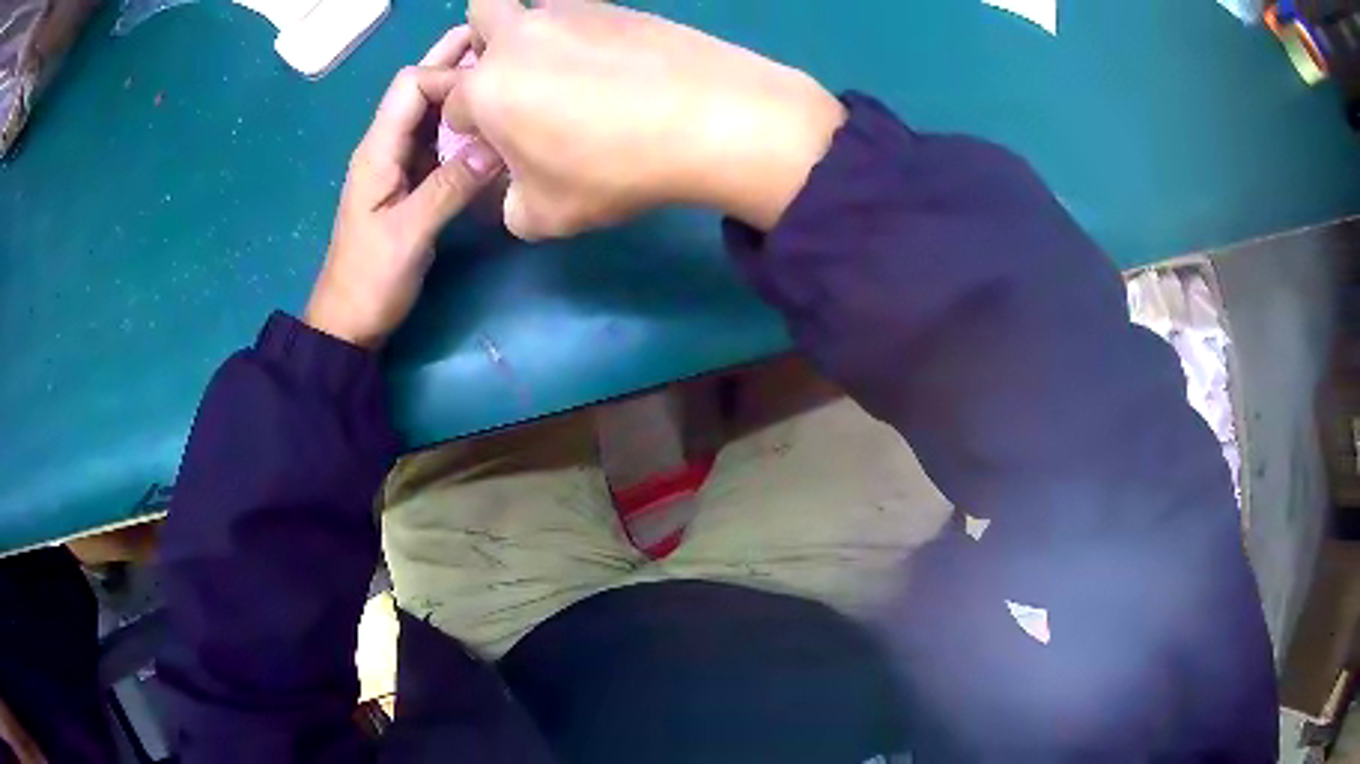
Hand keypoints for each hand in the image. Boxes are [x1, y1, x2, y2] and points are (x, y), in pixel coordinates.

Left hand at [305, 26, 503, 348]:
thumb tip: (499, 145)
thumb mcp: (409, 234)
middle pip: (418, 88)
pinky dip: (463, 126)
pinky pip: (438, 141)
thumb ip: (451, 186)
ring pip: (430, 112)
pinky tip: (491, 125)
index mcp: (377, 150)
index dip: (448, 74)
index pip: (411, 86)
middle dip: (453, 61)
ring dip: (462, 91)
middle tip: (499, 42)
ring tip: (505, 75)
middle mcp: (386, 146)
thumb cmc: (370, 280)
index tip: (490, 85)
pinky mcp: (410, 182)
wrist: (349, 322)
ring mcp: (398, 164)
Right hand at [443, 0, 845, 238]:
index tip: (503, 147)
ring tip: (573, 70)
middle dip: (483, 46)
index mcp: (486, 87)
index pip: (454, 104)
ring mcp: (570, 12)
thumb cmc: (612, 170)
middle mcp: (518, 37)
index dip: (472, 128)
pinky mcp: (618, 5)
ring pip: (534, 4)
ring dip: (534, 30)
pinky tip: (617, 63)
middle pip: (479, 15)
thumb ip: (510, 205)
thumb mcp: (545, 216)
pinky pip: (585, 11)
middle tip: (517, 80)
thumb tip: (514, 190)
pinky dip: (586, 32)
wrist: (710, 118)